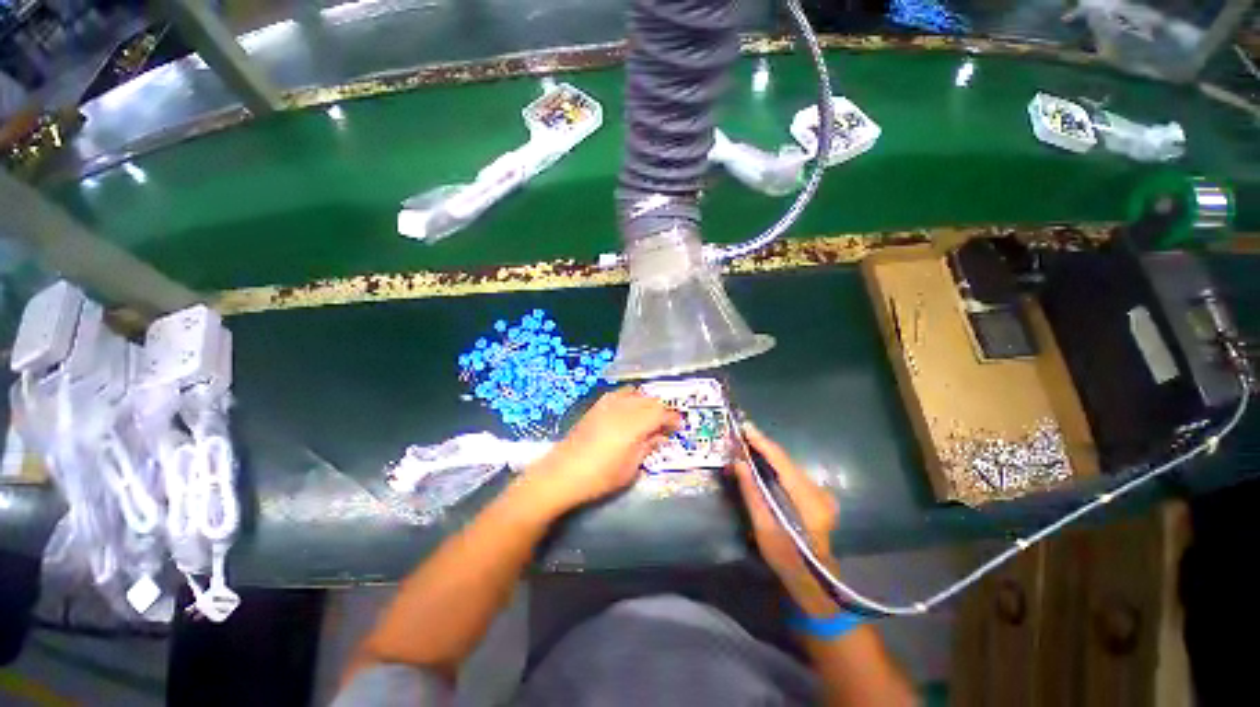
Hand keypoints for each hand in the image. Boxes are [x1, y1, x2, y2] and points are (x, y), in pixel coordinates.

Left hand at [519, 388, 680, 515]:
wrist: (562, 473)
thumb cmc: (600, 476)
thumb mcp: (630, 467)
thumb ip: (647, 447)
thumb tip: (660, 436)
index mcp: (634, 424)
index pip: (661, 413)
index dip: (673, 418)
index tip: (679, 426)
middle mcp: (623, 408)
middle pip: (649, 400)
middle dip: (661, 410)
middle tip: (665, 424)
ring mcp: (607, 404)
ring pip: (635, 393)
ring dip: (646, 402)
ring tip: (648, 416)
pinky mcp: (596, 406)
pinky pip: (619, 393)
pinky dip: (630, 398)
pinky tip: (628, 410)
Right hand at [730, 422, 840, 617]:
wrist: (814, 580)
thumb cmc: (786, 558)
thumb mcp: (763, 527)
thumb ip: (752, 492)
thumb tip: (739, 462)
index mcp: (807, 500)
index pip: (782, 461)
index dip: (762, 442)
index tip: (745, 427)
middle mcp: (819, 492)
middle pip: (786, 461)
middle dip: (762, 447)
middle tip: (740, 437)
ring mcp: (822, 494)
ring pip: (790, 466)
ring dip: (768, 456)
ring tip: (747, 447)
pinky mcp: (819, 497)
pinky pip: (793, 474)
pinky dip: (776, 466)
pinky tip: (763, 465)